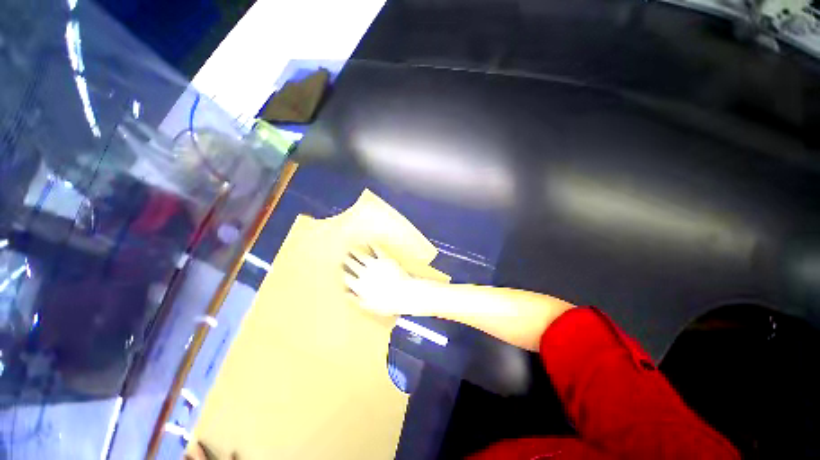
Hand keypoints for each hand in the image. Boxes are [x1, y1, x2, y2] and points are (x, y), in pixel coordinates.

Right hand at [344, 245, 415, 315]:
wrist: (404, 294)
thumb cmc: (388, 304)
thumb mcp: (369, 306)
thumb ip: (356, 300)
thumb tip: (346, 294)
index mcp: (359, 286)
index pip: (347, 277)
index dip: (342, 273)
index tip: (340, 270)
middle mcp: (364, 273)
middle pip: (352, 264)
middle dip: (347, 260)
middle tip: (344, 256)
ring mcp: (375, 265)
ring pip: (361, 256)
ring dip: (355, 251)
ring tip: (352, 248)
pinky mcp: (385, 259)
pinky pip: (377, 250)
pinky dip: (372, 245)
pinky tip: (369, 242)